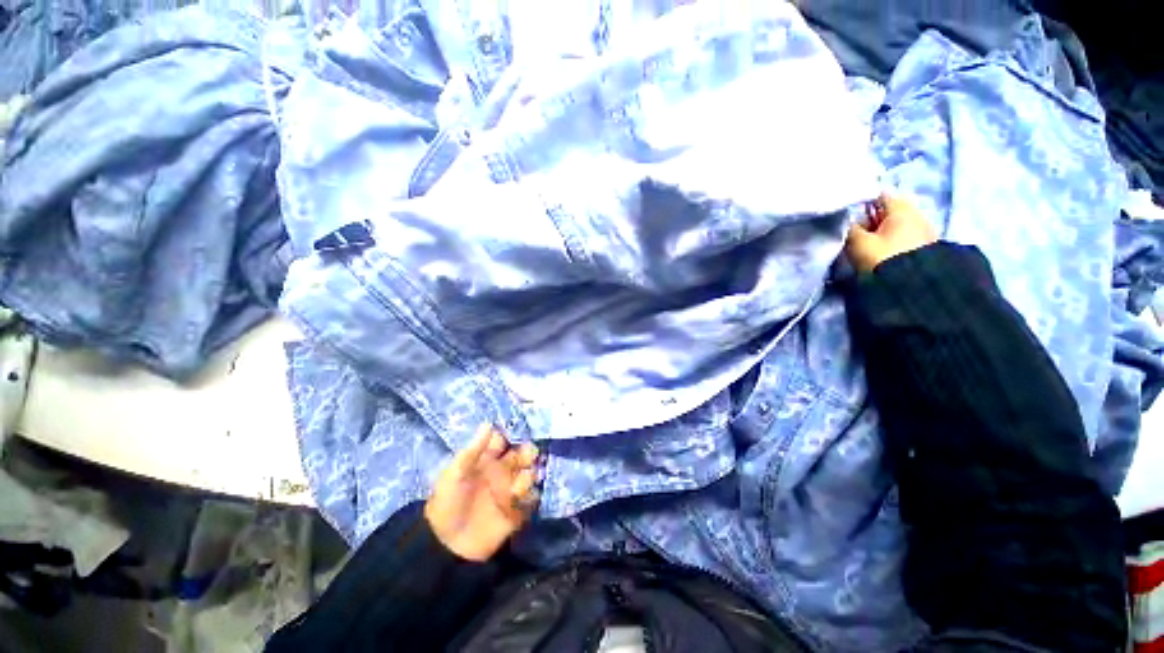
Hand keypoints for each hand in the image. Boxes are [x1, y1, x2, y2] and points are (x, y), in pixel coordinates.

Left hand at [424, 426, 539, 561]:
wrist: (447, 546)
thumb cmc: (448, 503)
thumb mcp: (455, 473)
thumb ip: (473, 450)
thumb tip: (489, 424)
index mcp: (486, 460)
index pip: (504, 441)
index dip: (511, 435)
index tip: (516, 433)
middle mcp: (502, 472)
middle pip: (522, 454)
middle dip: (528, 452)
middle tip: (527, 456)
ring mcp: (510, 491)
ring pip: (530, 474)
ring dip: (528, 476)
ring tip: (517, 486)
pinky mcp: (517, 511)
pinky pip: (533, 499)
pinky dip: (531, 497)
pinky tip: (520, 501)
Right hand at [845, 193, 937, 272]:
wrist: (913, 287)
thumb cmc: (883, 258)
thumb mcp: (857, 243)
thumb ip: (849, 229)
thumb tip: (846, 222)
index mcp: (902, 209)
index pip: (879, 196)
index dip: (862, 203)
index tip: (847, 215)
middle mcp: (917, 215)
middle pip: (889, 211)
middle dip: (871, 220)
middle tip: (854, 234)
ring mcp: (925, 232)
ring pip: (897, 226)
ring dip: (881, 233)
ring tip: (865, 247)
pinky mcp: (926, 249)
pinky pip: (904, 238)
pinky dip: (891, 242)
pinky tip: (880, 254)